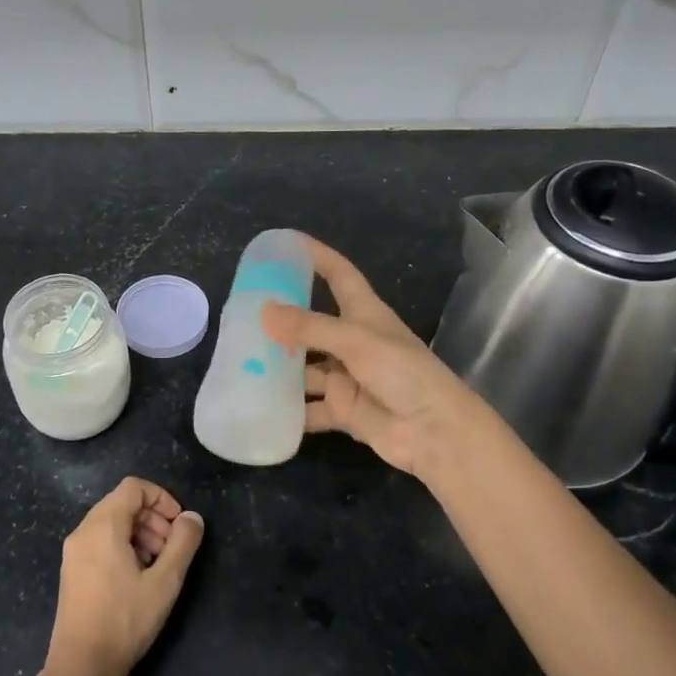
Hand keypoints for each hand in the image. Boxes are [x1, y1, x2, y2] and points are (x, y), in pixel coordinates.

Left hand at [45, 478, 203, 675]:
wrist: (81, 667)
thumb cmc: (125, 620)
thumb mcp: (164, 582)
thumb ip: (183, 543)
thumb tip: (192, 518)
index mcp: (103, 525)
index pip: (134, 487)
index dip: (161, 498)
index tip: (179, 525)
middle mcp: (83, 530)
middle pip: (122, 503)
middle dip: (152, 518)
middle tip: (171, 548)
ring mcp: (73, 551)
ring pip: (111, 523)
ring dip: (140, 533)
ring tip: (157, 565)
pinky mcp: (71, 571)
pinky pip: (100, 541)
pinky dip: (122, 546)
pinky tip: (137, 578)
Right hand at [262, 235, 517, 486]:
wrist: (434, 431)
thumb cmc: (402, 372)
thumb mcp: (355, 340)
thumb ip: (309, 327)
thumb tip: (264, 312)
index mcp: (364, 314)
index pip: (339, 275)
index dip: (317, 257)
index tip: (287, 244)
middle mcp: (354, 342)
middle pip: (313, 324)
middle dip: (284, 320)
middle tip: (244, 314)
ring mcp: (347, 377)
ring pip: (306, 368)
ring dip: (280, 367)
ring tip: (241, 361)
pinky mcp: (343, 410)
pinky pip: (309, 408)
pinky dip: (289, 409)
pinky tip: (259, 405)